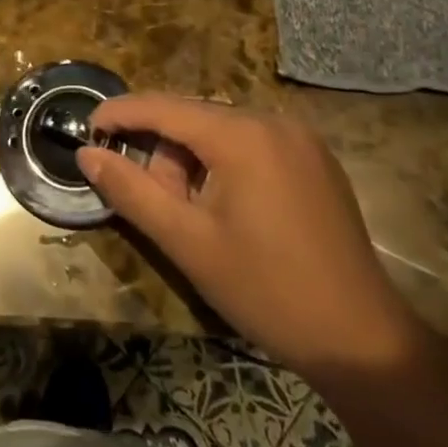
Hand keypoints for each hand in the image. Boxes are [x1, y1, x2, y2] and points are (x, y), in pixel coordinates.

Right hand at [78, 95, 421, 381]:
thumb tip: (86, 155)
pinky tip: (227, 210)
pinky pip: (251, 143)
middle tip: (157, 205)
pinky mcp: (315, 160)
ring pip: (221, 131)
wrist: (362, 340)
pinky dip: (224, 164)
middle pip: (193, 118)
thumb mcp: (186, 241)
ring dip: (192, 162)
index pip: (163, 107)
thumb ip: (130, 190)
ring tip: (195, 217)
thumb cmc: (265, 289)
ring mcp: (300, 139)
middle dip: (162, 153)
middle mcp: (273, 121)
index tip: (86, 131)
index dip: (119, 115)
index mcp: (242, 135)